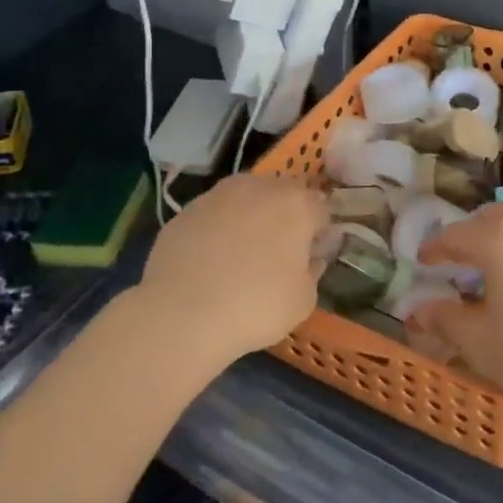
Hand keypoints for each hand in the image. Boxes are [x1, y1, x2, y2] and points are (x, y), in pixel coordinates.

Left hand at [138, 174, 326, 365]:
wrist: (181, 315)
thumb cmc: (255, 306)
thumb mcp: (303, 300)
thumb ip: (313, 271)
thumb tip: (310, 259)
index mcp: (297, 204)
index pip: (321, 209)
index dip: (319, 234)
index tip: (310, 258)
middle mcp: (260, 187)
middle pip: (282, 196)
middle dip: (284, 218)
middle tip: (277, 255)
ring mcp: (218, 195)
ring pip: (245, 200)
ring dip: (249, 218)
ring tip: (240, 255)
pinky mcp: (186, 210)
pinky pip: (214, 216)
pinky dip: (217, 230)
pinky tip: (210, 262)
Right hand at [411, 204, 502, 421]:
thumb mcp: (482, 344)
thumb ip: (444, 320)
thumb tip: (416, 310)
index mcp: (498, 240)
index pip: (455, 235)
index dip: (435, 248)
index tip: (424, 261)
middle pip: (490, 218)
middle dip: (470, 234)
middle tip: (459, 260)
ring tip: (498, 260)